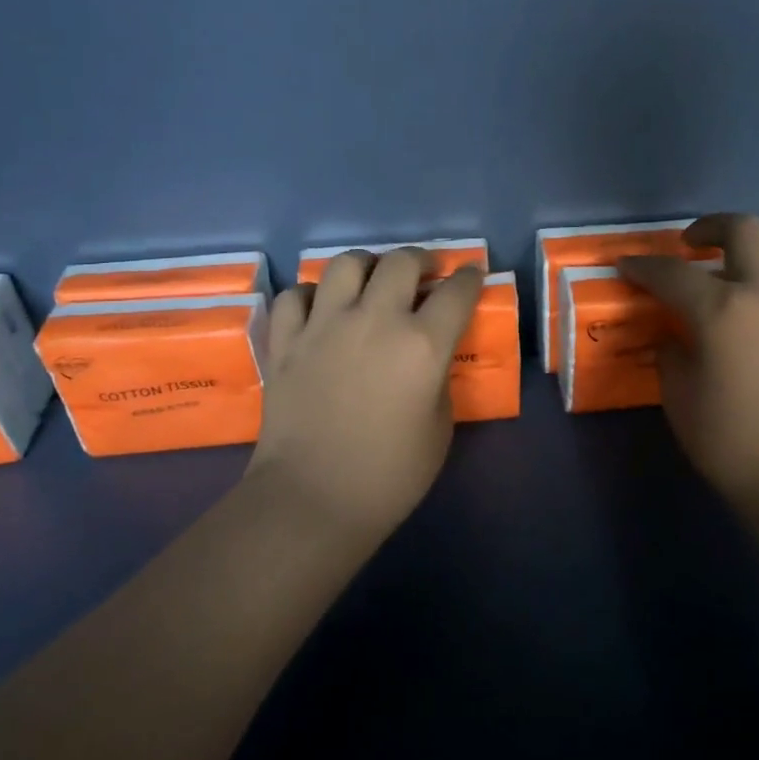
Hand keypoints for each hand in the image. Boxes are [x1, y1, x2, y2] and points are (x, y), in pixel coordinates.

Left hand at [246, 249, 483, 543]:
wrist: (313, 499)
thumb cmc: (390, 475)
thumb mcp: (439, 427)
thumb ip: (438, 378)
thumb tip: (428, 357)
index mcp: (422, 344)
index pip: (456, 292)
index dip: (469, 278)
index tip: (471, 274)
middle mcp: (374, 320)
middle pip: (401, 263)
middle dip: (422, 260)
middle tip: (426, 272)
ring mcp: (324, 326)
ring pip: (346, 264)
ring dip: (367, 265)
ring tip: (372, 279)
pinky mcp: (287, 341)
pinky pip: (296, 296)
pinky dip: (312, 295)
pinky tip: (320, 308)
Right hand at [620, 213, 758, 513]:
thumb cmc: (732, 443)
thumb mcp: (680, 399)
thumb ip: (671, 354)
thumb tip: (674, 335)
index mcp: (722, 312)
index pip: (672, 273)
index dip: (643, 266)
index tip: (626, 264)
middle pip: (742, 229)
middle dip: (709, 227)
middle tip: (691, 245)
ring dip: (758, 242)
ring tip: (741, 261)